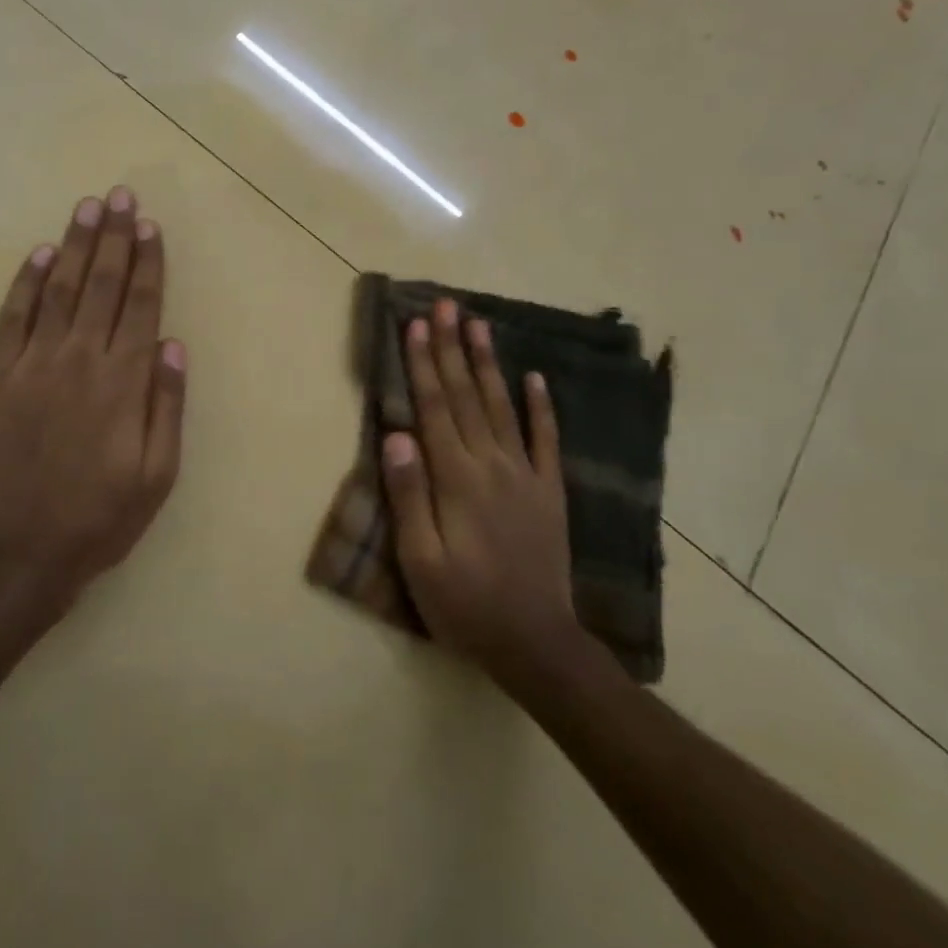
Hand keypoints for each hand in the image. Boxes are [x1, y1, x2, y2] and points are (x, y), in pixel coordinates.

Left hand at [0, 186, 186, 610]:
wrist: (17, 550)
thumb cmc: (99, 517)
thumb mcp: (157, 474)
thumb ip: (167, 405)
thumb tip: (174, 344)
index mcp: (123, 383)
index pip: (140, 306)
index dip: (147, 263)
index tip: (150, 226)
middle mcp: (79, 360)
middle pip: (101, 286)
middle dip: (114, 238)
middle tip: (120, 197)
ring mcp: (30, 365)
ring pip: (58, 291)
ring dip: (74, 246)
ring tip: (87, 209)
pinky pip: (11, 319)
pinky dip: (26, 284)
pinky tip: (39, 256)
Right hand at [381, 298, 576, 676]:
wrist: (536, 643)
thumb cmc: (465, 605)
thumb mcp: (420, 559)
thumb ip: (409, 493)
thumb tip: (396, 433)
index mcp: (457, 479)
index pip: (434, 408)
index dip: (423, 365)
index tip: (415, 325)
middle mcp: (492, 465)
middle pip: (466, 396)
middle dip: (452, 347)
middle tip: (445, 305)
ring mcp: (526, 475)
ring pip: (502, 406)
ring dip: (488, 363)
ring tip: (479, 323)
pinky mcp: (550, 491)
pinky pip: (546, 439)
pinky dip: (541, 406)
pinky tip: (535, 376)